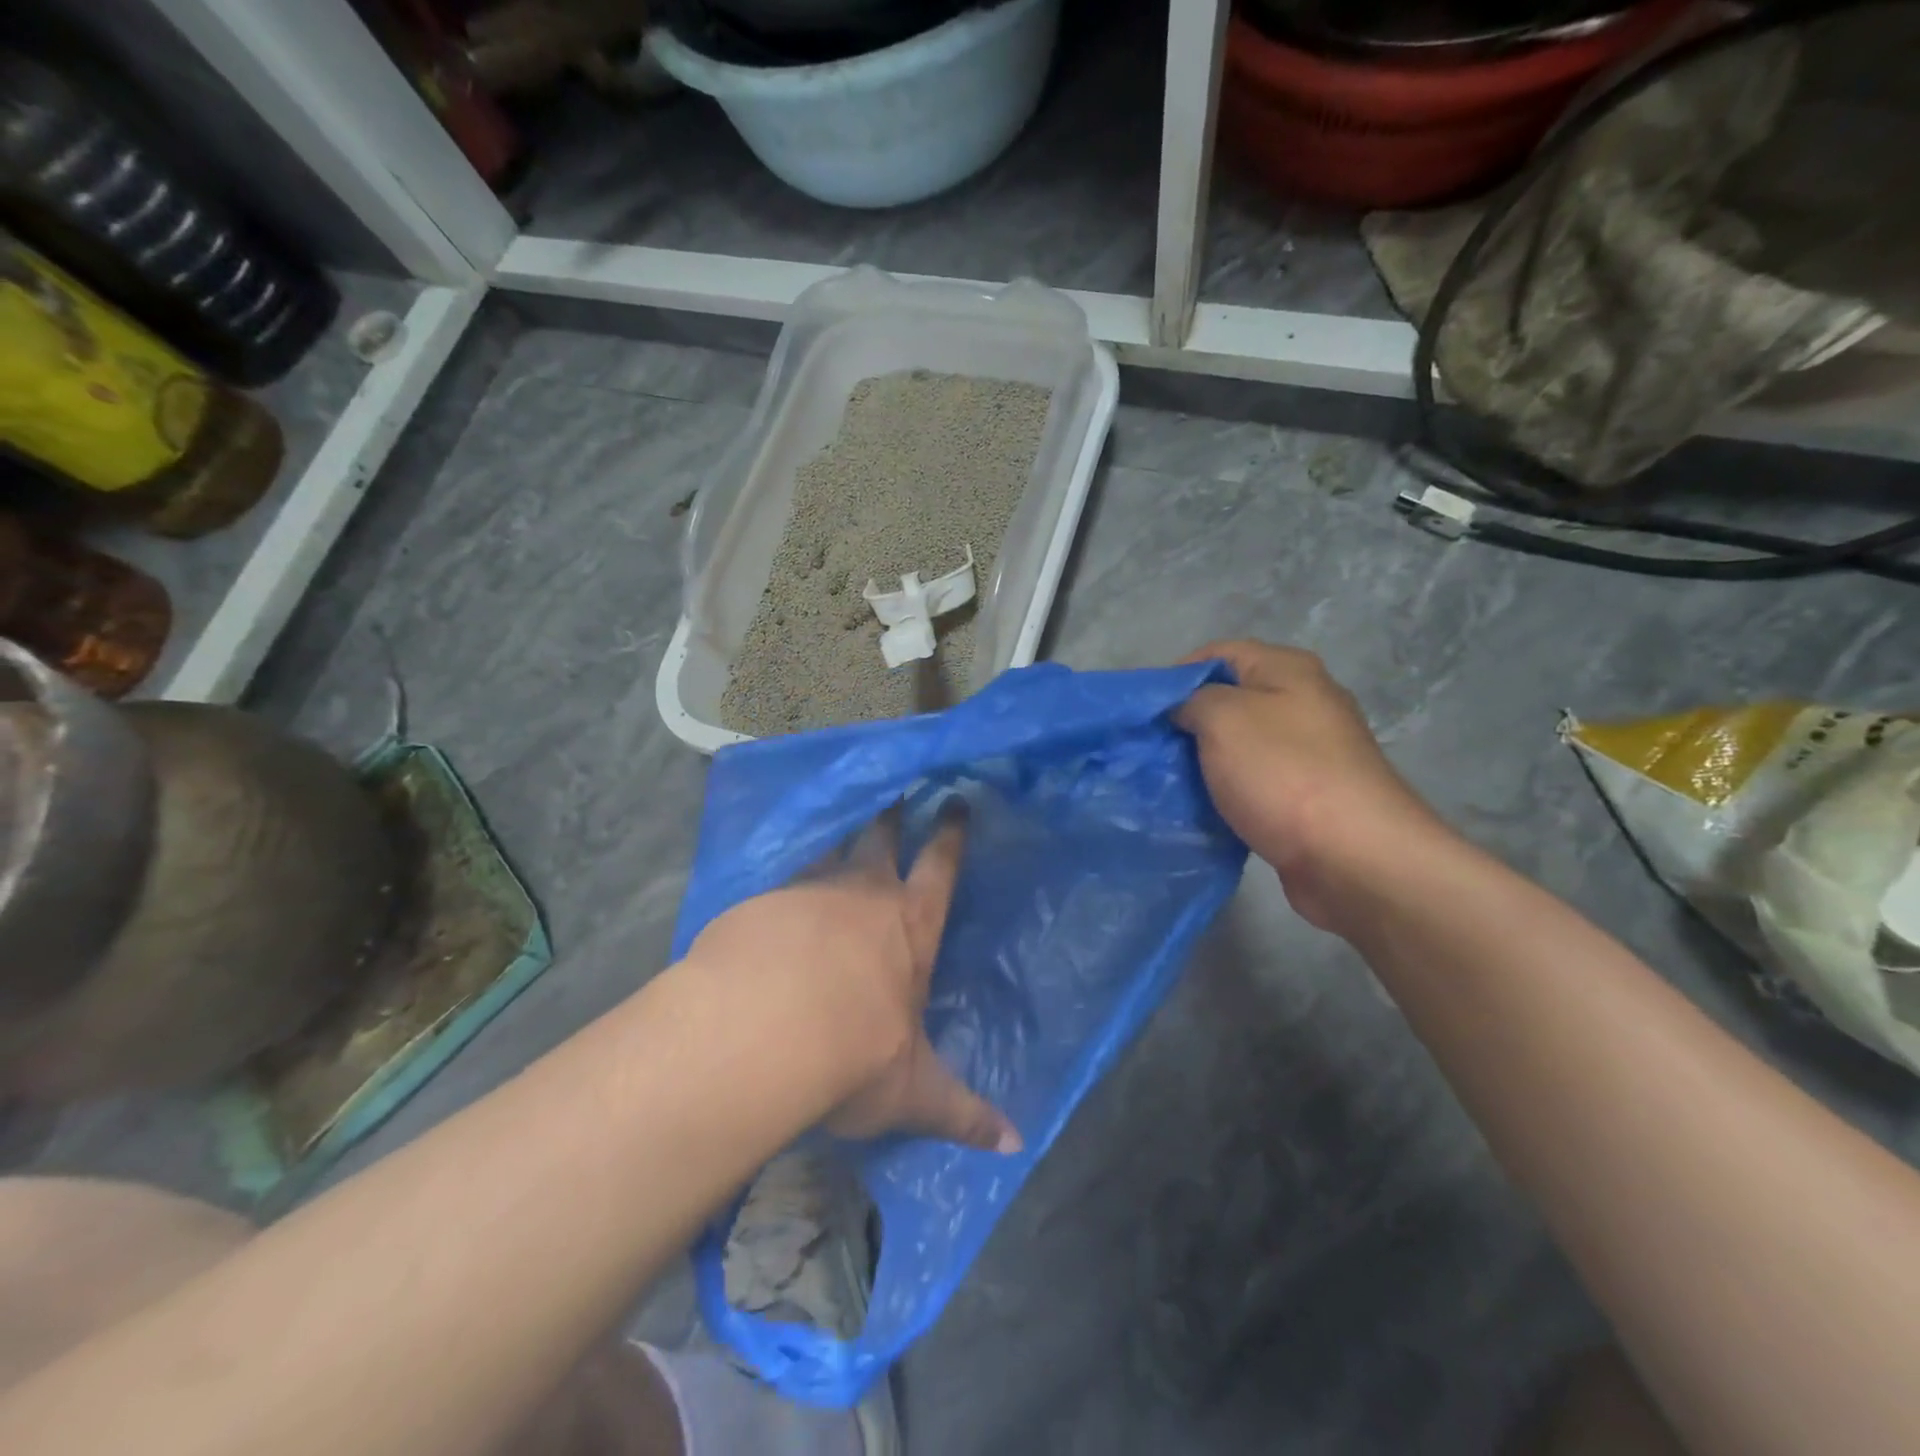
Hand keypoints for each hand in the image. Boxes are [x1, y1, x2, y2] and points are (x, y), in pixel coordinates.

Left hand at [685, 809, 1021, 1153]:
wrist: (759, 1033)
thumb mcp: (912, 1091)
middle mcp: (862, 897)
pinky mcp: (759, 905)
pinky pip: (779, 883)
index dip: (950, 835)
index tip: (954, 803)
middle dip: (891, 816)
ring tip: (838, 825)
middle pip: (881, 840)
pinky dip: (784, 884)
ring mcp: (807, 893)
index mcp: (909, 927)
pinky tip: (772, 895)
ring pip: (829, 851)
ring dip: (837, 837)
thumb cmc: (852, 1055)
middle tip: (895, 791)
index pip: (939, 869)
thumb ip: (961, 1113)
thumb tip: (1017, 1147)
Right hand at [1177, 640, 1452, 931]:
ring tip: (1169, 781)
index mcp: (1288, 669)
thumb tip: (1183, 710)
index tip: (1145, 712)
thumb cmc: (1282, 773)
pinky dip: (1228, 792)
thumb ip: (1191, 701)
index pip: (1218, 654)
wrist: (1353, 857)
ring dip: (1206, 761)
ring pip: (1241, 745)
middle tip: (1151, 749)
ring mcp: (1312, 752)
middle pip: (1230, 700)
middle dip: (1188, 722)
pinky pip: (1256, 783)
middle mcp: (1305, 702)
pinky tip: (1204, 809)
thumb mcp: (1222, 718)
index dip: (1176, 676)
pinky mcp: (1310, 796)